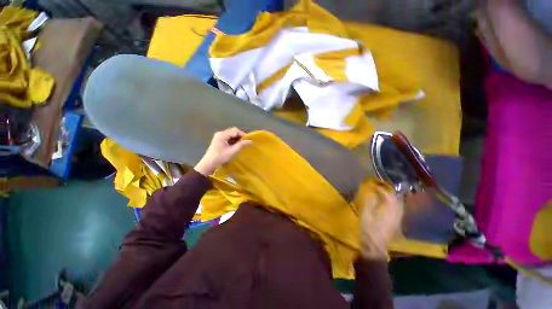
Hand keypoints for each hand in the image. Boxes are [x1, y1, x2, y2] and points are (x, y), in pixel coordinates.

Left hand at [194, 127, 251, 175]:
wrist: (209, 163)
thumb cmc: (221, 157)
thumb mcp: (233, 151)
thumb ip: (241, 145)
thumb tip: (250, 141)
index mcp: (222, 135)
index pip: (235, 130)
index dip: (242, 134)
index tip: (248, 140)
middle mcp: (220, 133)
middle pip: (233, 131)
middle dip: (240, 136)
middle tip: (245, 142)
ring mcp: (219, 136)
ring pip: (231, 134)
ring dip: (237, 138)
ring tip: (241, 144)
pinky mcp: (219, 139)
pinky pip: (228, 137)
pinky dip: (233, 139)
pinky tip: (235, 145)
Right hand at [359, 187, 403, 259]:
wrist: (375, 244)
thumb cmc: (369, 227)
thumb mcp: (366, 212)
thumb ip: (369, 201)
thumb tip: (372, 193)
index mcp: (389, 208)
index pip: (388, 194)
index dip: (381, 189)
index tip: (374, 186)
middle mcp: (397, 212)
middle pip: (396, 198)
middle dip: (388, 192)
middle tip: (380, 189)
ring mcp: (398, 218)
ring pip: (398, 204)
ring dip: (392, 198)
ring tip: (384, 195)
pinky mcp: (397, 222)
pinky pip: (398, 210)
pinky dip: (393, 205)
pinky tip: (387, 205)